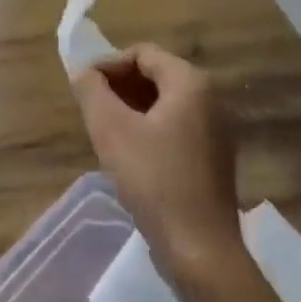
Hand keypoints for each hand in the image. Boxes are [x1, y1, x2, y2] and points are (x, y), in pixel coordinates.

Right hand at [73, 44, 242, 279]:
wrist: (199, 247)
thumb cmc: (153, 180)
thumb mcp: (110, 130)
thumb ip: (91, 91)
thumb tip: (83, 71)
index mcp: (191, 84)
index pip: (143, 53)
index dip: (108, 64)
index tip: (83, 87)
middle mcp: (212, 100)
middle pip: (157, 75)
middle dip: (119, 86)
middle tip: (91, 109)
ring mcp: (217, 131)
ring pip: (165, 103)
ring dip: (132, 108)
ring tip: (105, 131)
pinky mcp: (214, 158)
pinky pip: (176, 127)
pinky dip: (149, 129)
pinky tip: (130, 156)